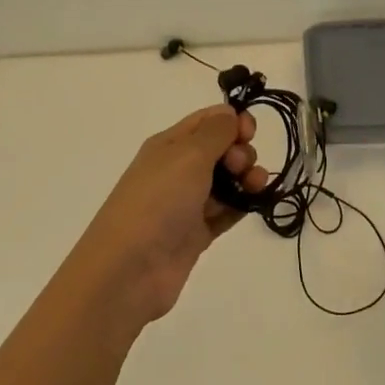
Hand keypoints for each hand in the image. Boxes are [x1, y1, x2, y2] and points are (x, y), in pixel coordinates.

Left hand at [76, 105, 267, 325]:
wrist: (129, 270)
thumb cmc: (158, 201)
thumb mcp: (188, 155)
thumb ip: (216, 132)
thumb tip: (230, 114)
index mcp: (169, 144)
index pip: (207, 121)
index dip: (233, 121)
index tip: (250, 133)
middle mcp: (178, 169)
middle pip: (220, 150)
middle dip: (241, 152)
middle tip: (241, 167)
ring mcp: (187, 203)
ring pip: (226, 181)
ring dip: (247, 178)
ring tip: (255, 187)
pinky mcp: (196, 233)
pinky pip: (226, 211)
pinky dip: (242, 205)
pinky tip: (255, 204)